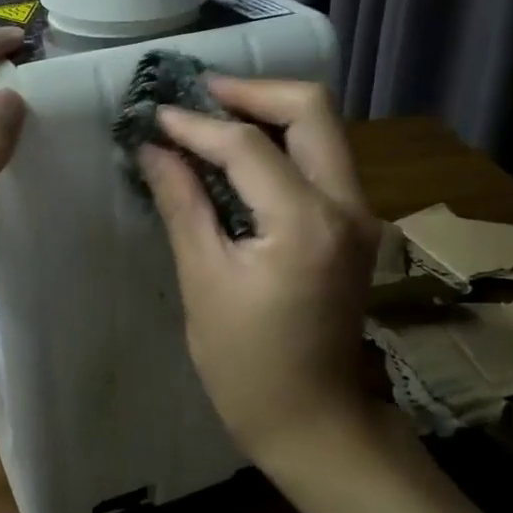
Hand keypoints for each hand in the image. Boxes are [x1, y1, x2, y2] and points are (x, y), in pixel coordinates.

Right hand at [140, 77, 381, 465]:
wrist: (314, 421)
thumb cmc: (247, 364)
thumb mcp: (204, 281)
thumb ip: (182, 203)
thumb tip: (153, 149)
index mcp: (306, 222)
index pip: (248, 146)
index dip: (196, 125)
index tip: (157, 114)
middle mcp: (348, 204)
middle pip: (310, 109)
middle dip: (251, 92)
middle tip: (198, 95)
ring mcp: (360, 213)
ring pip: (322, 128)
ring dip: (268, 112)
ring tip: (212, 116)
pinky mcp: (355, 225)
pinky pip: (321, 158)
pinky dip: (281, 141)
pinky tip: (239, 153)